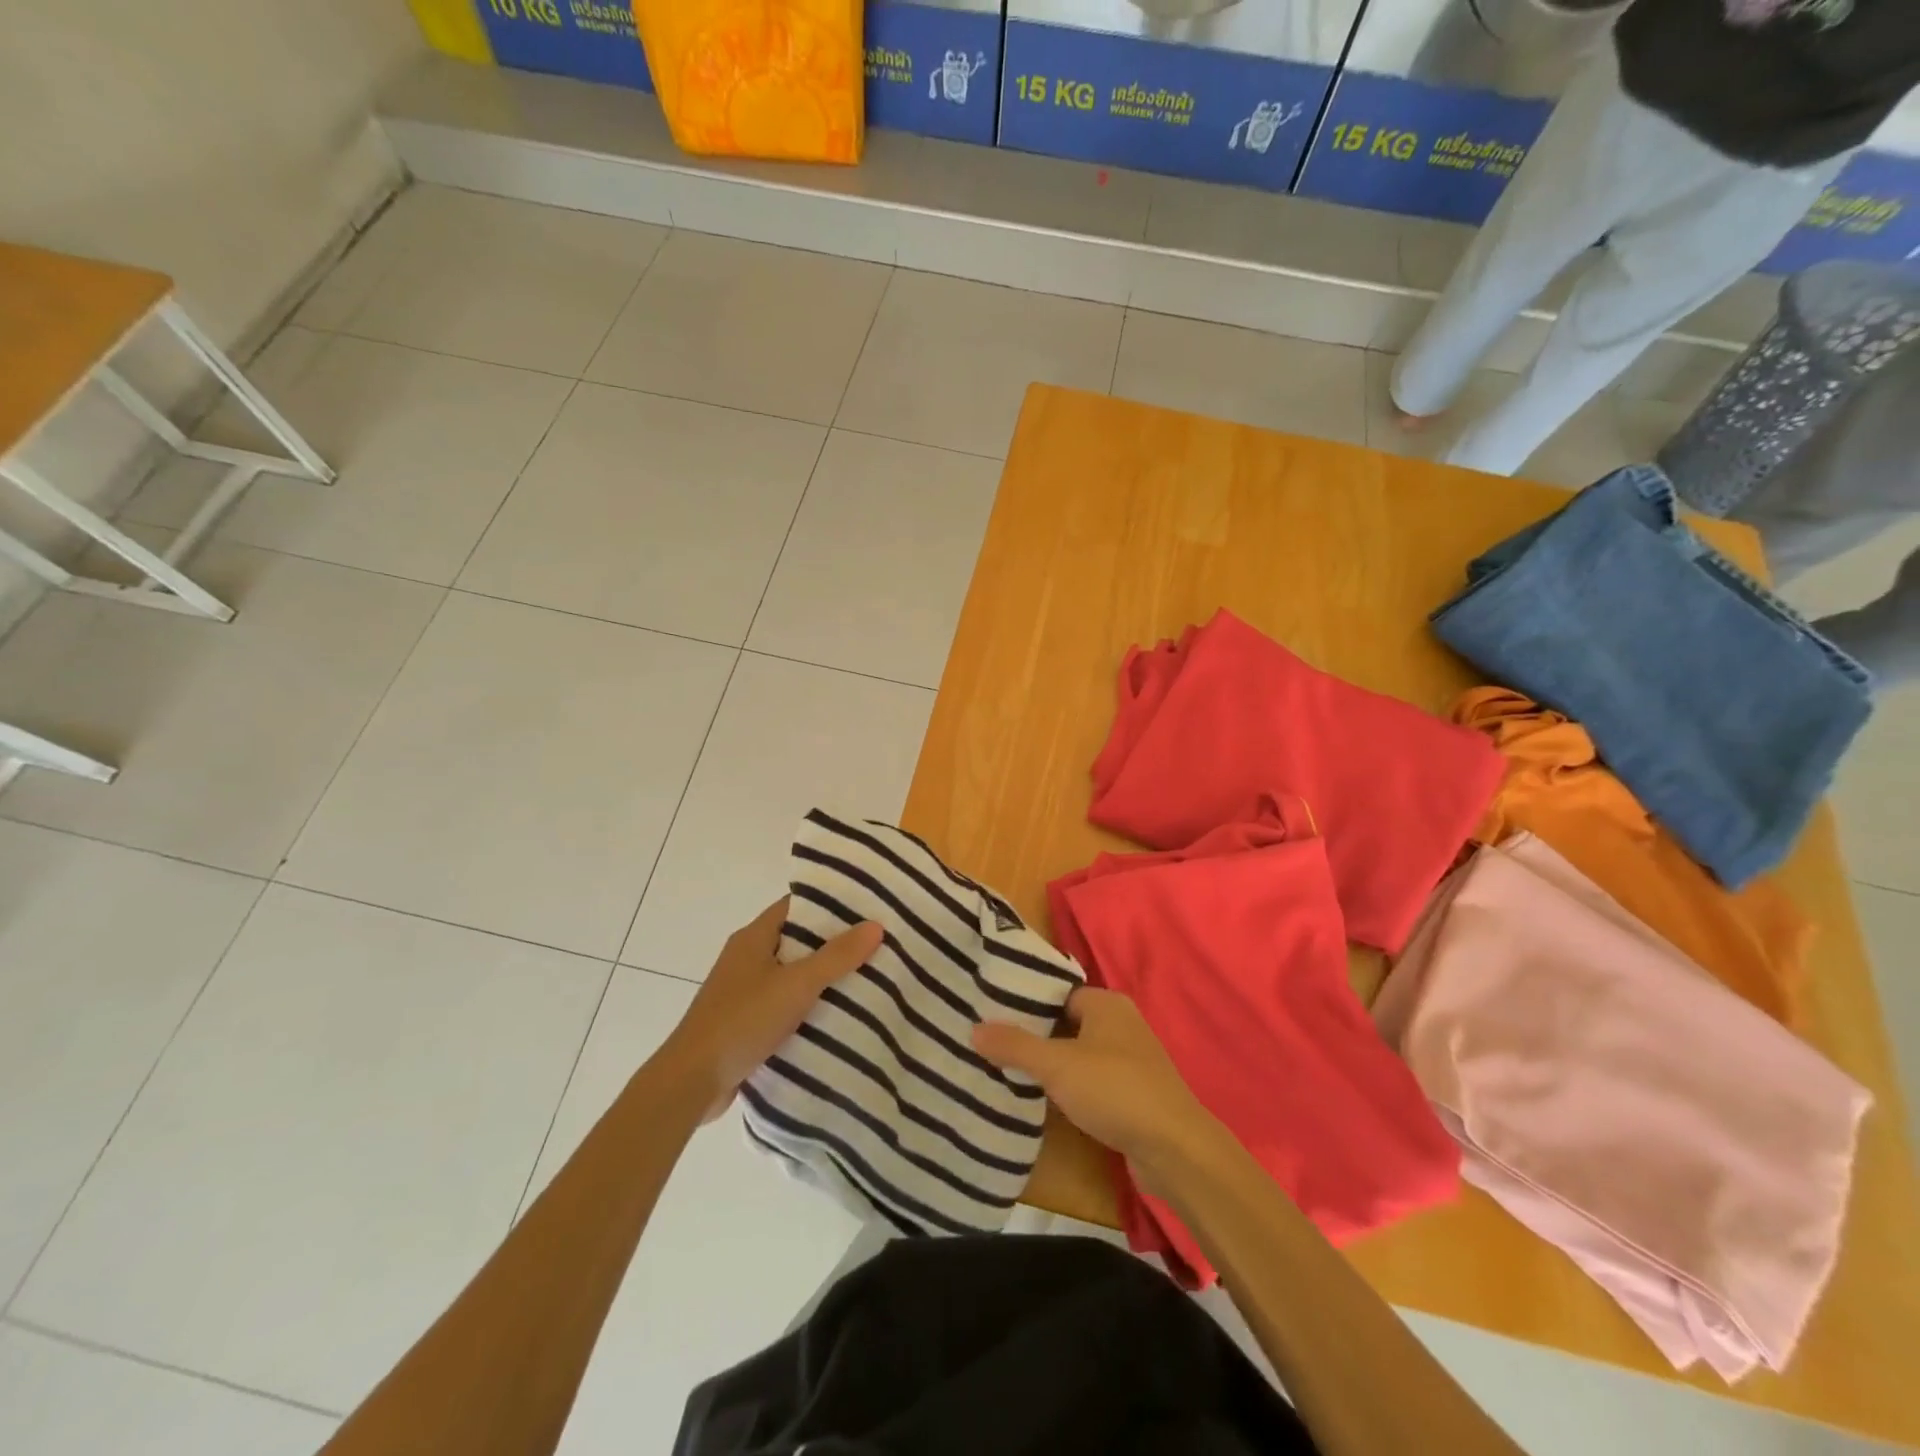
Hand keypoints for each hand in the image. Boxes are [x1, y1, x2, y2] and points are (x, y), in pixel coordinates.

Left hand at [659, 899, 880, 1120]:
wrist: (691, 1082)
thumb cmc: (742, 1021)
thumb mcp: (796, 985)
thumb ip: (836, 956)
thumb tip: (875, 925)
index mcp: (753, 937)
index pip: (795, 906)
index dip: (829, 903)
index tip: (866, 906)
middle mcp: (746, 957)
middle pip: (796, 938)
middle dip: (833, 941)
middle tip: (875, 942)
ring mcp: (743, 990)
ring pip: (791, 973)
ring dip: (822, 975)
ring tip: (867, 975)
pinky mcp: (745, 1021)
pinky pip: (783, 1002)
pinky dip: (807, 1004)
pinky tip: (836, 1014)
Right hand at [972, 987, 1222, 1185]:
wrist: (1174, 1149)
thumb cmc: (1115, 1090)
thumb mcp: (1057, 1065)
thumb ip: (1015, 1046)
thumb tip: (974, 1029)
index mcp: (1106, 1004)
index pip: (1056, 993)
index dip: (1025, 1002)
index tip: (989, 1012)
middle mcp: (1119, 1024)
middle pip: (1064, 1023)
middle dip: (1032, 1035)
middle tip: (989, 1042)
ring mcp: (1128, 1060)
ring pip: (1076, 1054)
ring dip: (1048, 1064)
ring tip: (1004, 1069)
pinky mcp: (1130, 1093)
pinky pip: (1088, 1081)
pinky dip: (1066, 1087)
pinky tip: (1039, 1099)